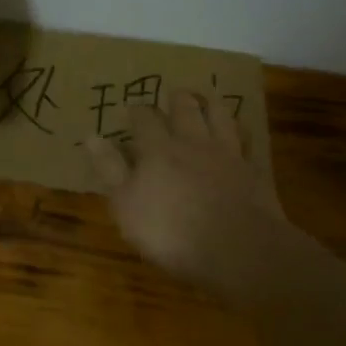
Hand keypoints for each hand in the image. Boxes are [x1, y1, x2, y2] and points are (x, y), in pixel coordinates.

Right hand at [85, 89, 292, 288]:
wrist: (239, 251)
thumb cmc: (171, 231)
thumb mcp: (126, 205)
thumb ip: (110, 168)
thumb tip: (91, 136)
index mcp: (158, 149)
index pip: (144, 118)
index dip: (137, 112)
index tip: (131, 109)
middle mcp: (192, 142)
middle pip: (185, 108)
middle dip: (177, 99)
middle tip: (173, 94)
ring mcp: (227, 155)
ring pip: (220, 116)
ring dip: (211, 106)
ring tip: (207, 101)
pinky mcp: (254, 172)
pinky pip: (248, 142)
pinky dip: (241, 133)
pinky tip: (240, 135)